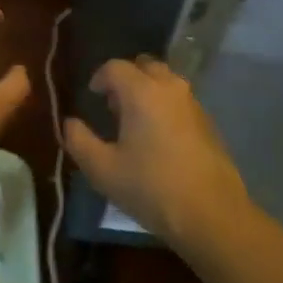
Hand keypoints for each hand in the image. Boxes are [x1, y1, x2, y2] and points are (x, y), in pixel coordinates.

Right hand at [64, 56, 250, 252]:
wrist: (212, 215)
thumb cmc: (152, 188)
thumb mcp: (103, 170)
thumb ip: (79, 141)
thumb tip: (70, 123)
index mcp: (142, 91)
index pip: (115, 67)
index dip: (99, 78)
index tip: (92, 96)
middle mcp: (170, 87)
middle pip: (144, 66)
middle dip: (126, 79)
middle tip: (113, 106)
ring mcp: (193, 103)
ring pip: (165, 81)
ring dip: (147, 90)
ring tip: (135, 122)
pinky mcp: (208, 122)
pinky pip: (179, 100)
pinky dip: (164, 105)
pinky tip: (159, 138)